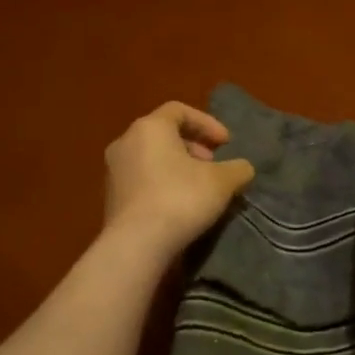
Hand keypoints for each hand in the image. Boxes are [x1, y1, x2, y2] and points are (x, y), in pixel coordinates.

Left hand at [103, 101, 255, 256]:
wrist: (137, 244)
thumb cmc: (180, 199)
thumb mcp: (222, 181)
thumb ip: (237, 168)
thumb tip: (243, 168)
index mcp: (150, 128)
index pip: (179, 110)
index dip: (207, 123)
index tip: (226, 143)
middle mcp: (125, 142)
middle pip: (164, 134)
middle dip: (193, 147)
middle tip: (213, 165)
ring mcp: (114, 171)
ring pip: (152, 158)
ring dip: (178, 167)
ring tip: (200, 188)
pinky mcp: (111, 198)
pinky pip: (142, 180)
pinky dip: (163, 184)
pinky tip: (180, 206)